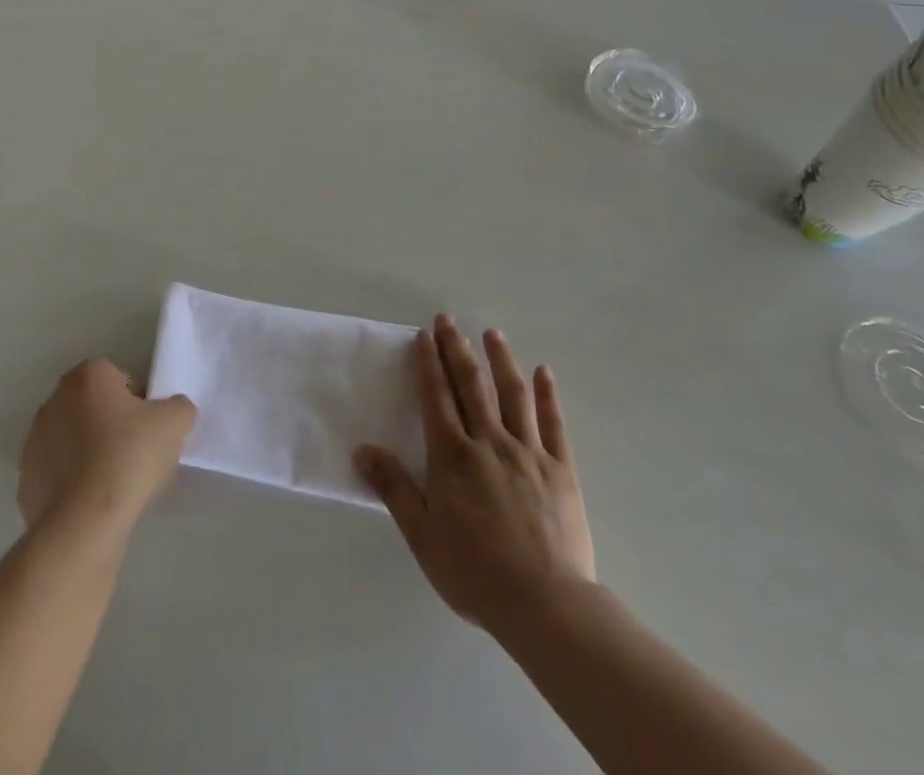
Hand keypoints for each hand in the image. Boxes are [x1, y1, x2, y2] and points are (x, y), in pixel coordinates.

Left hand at [17, 360, 195, 536]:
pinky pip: (58, 472)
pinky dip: (73, 481)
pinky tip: (92, 502)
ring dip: (91, 452)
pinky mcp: (25, 478)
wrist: (84, 522)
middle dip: (113, 425)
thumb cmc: (129, 457)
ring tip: (115, 483)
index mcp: (88, 376)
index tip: (149, 429)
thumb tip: (172, 413)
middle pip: (95, 406)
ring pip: (74, 439)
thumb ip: (178, 407)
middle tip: (136, 454)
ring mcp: (34, 439)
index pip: (121, 379)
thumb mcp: (175, 422)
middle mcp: (55, 398)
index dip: (140, 403)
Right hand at [356, 316, 595, 634]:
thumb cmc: (475, 572)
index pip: (436, 397)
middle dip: (457, 349)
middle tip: (448, 319)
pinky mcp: (560, 469)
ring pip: (513, 394)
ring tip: (493, 333)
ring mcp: (528, 452)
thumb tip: (362, 449)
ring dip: (501, 359)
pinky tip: (544, 372)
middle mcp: (489, 442)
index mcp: (453, 456)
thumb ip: (394, 487)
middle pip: (471, 385)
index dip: (429, 363)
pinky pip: (553, 424)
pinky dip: (548, 395)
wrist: (545, 605)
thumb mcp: (422, 534)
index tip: (424, 335)